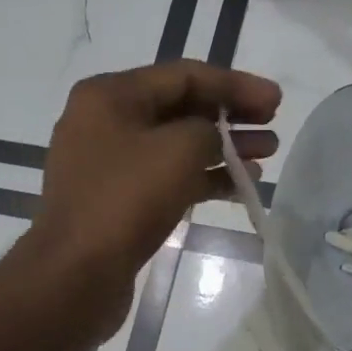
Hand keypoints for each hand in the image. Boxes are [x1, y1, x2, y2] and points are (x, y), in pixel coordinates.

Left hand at [23, 62, 280, 331]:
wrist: (75, 275)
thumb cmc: (126, 201)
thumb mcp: (178, 149)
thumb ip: (208, 130)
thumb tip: (212, 138)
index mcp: (110, 95)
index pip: (183, 75)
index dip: (235, 85)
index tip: (276, 101)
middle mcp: (104, 122)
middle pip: (179, 108)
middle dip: (230, 116)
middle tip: (273, 128)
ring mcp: (108, 164)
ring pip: (175, 146)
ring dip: (221, 149)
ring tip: (266, 155)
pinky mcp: (116, 201)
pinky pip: (165, 177)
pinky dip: (201, 178)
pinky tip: (239, 186)